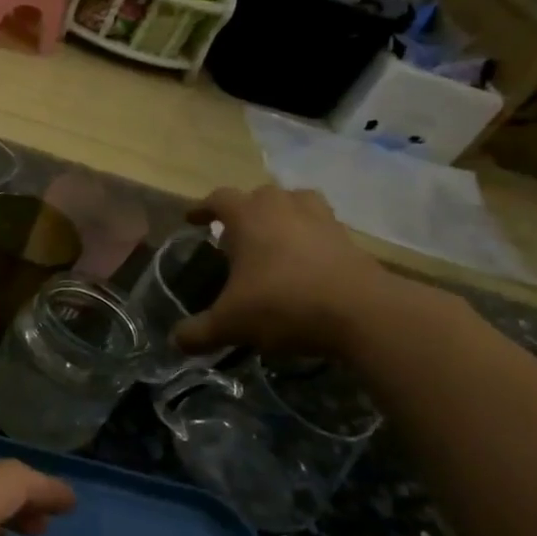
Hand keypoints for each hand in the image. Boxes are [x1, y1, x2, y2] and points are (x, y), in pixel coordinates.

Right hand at [172, 185, 411, 356]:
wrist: (361, 313)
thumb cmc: (283, 305)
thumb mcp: (230, 324)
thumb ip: (198, 332)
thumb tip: (176, 341)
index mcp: (249, 218)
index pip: (220, 199)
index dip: (203, 208)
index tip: (192, 220)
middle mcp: (284, 208)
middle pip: (261, 194)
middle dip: (245, 210)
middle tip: (235, 235)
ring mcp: (321, 220)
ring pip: (298, 201)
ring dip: (283, 214)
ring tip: (274, 237)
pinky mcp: (349, 239)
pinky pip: (323, 227)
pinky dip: (310, 237)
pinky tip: (304, 262)